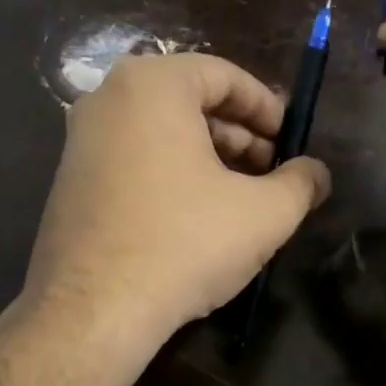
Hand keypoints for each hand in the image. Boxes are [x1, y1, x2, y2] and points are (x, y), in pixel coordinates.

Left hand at [10, 52, 331, 366]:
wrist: (94, 310)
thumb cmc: (184, 244)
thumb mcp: (264, 214)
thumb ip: (301, 183)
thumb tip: (317, 173)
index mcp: (151, 85)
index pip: (223, 76)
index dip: (267, 108)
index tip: (290, 142)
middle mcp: (106, 99)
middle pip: (188, 102)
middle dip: (238, 135)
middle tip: (270, 172)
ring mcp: (80, 141)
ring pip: (159, 134)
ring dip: (206, 158)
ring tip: (239, 198)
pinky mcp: (69, 182)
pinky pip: (131, 161)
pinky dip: (168, 175)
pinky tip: (193, 217)